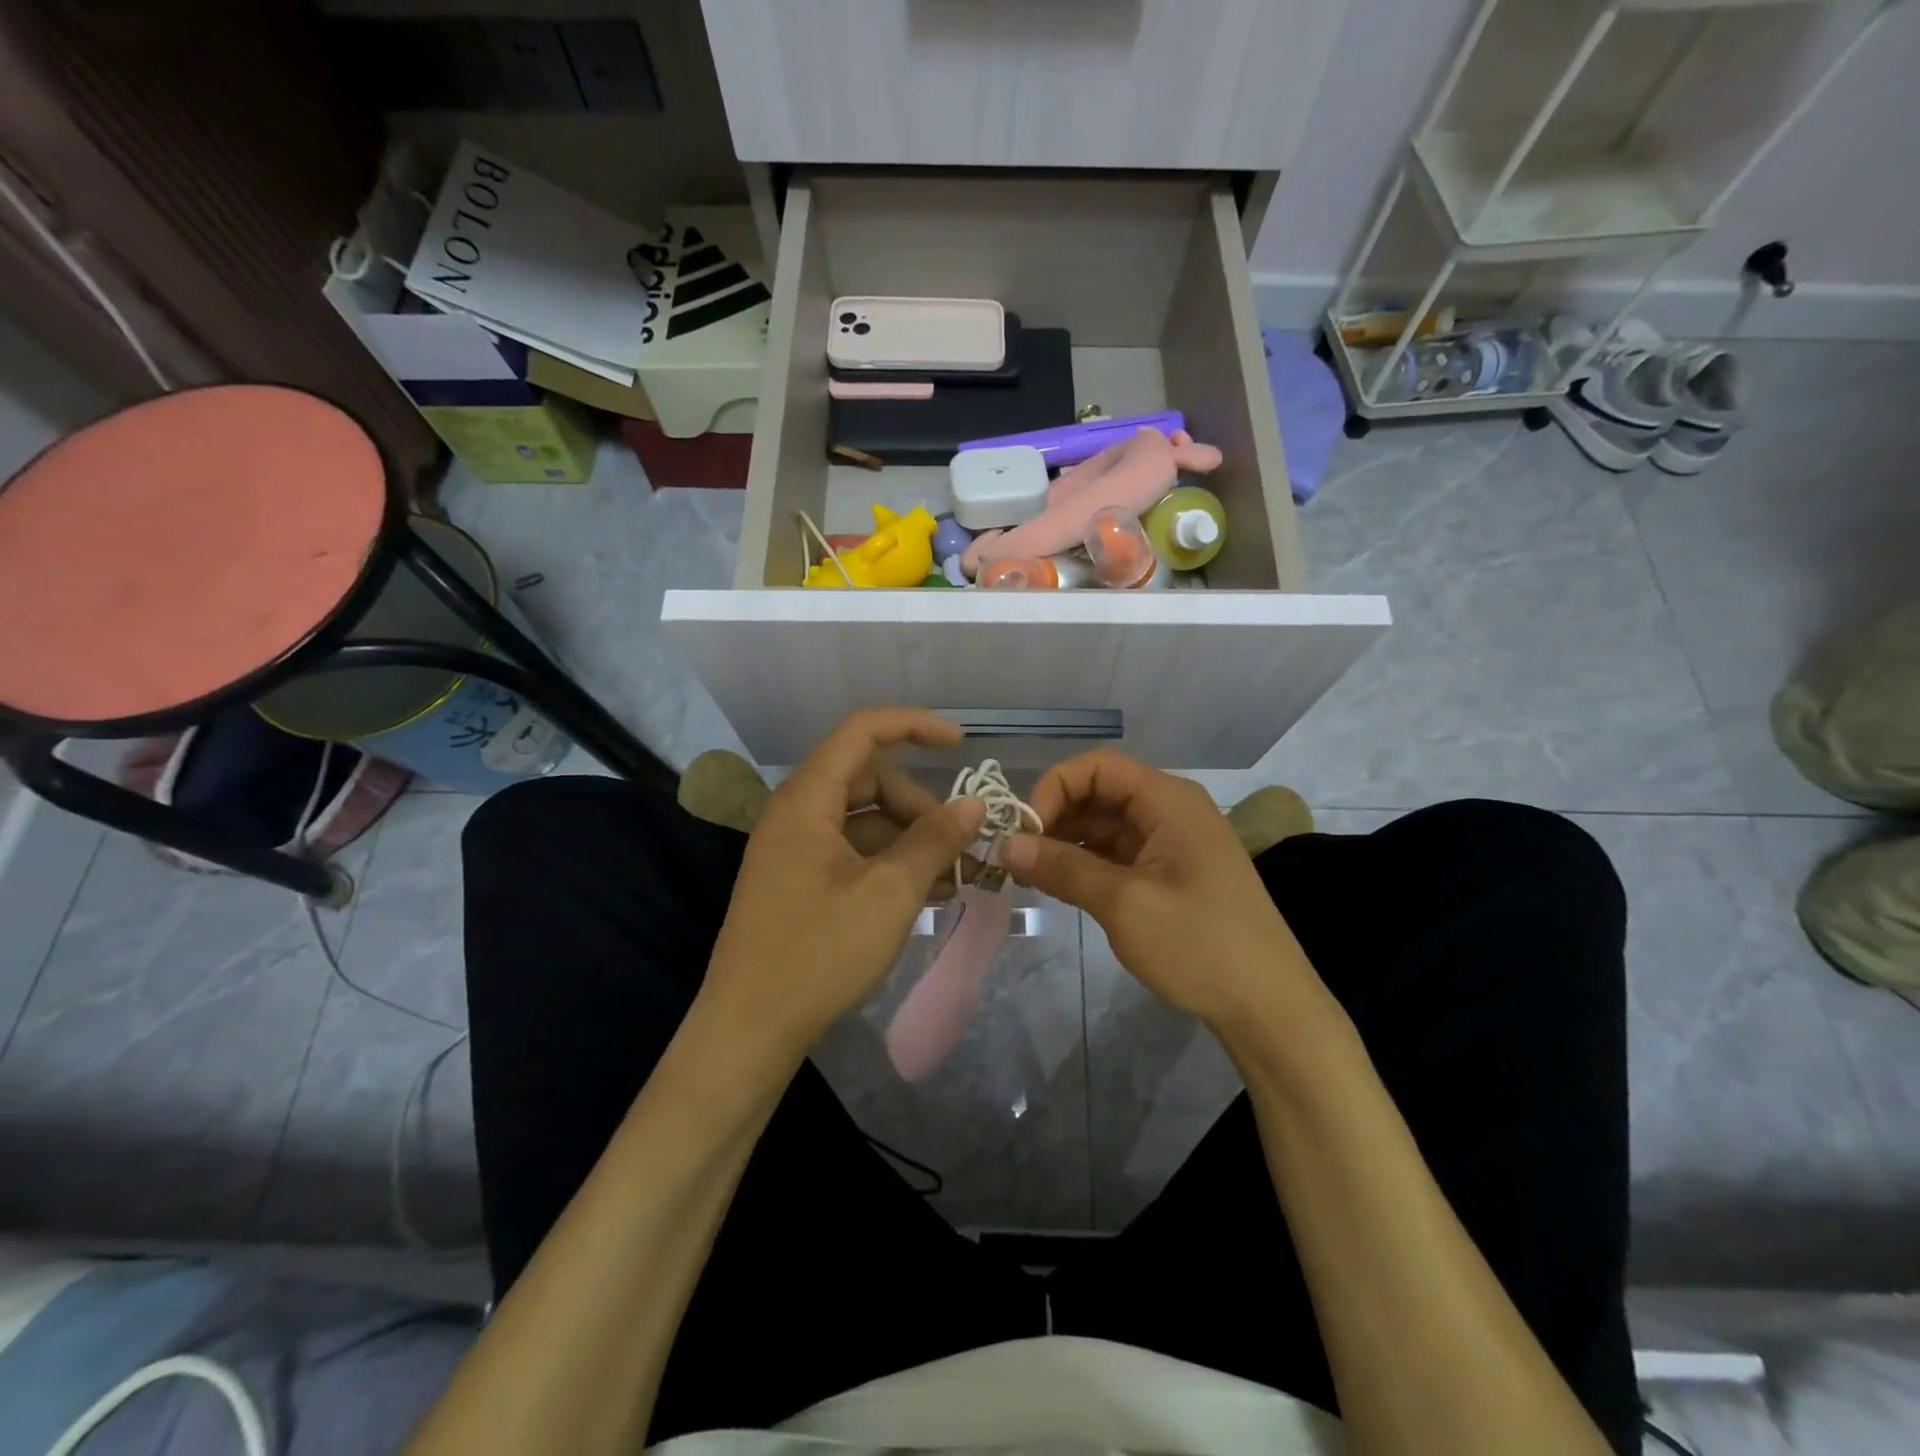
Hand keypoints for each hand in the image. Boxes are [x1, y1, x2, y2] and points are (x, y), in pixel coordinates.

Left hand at [700, 709, 986, 1061]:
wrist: (748, 1030)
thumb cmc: (819, 951)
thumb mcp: (890, 892)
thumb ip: (935, 840)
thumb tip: (972, 804)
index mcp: (807, 799)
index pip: (862, 731)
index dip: (914, 726)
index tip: (961, 744)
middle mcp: (796, 813)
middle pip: (869, 780)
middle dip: (919, 805)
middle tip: (957, 848)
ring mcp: (795, 850)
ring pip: (865, 821)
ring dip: (911, 841)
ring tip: (952, 880)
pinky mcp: (799, 883)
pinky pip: (853, 854)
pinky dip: (890, 865)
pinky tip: (925, 896)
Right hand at [1001, 749, 1322, 1031]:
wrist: (1268, 1005)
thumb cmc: (1200, 944)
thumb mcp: (1124, 904)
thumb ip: (1063, 868)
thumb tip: (1007, 844)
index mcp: (1168, 800)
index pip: (1097, 766)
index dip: (1054, 788)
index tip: (1024, 832)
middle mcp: (1170, 810)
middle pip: (1100, 792)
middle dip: (1055, 817)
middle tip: (1017, 858)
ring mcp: (1172, 842)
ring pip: (1105, 824)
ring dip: (1066, 842)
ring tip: (1030, 875)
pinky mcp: (1170, 873)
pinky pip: (1118, 852)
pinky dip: (1087, 863)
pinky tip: (1061, 886)